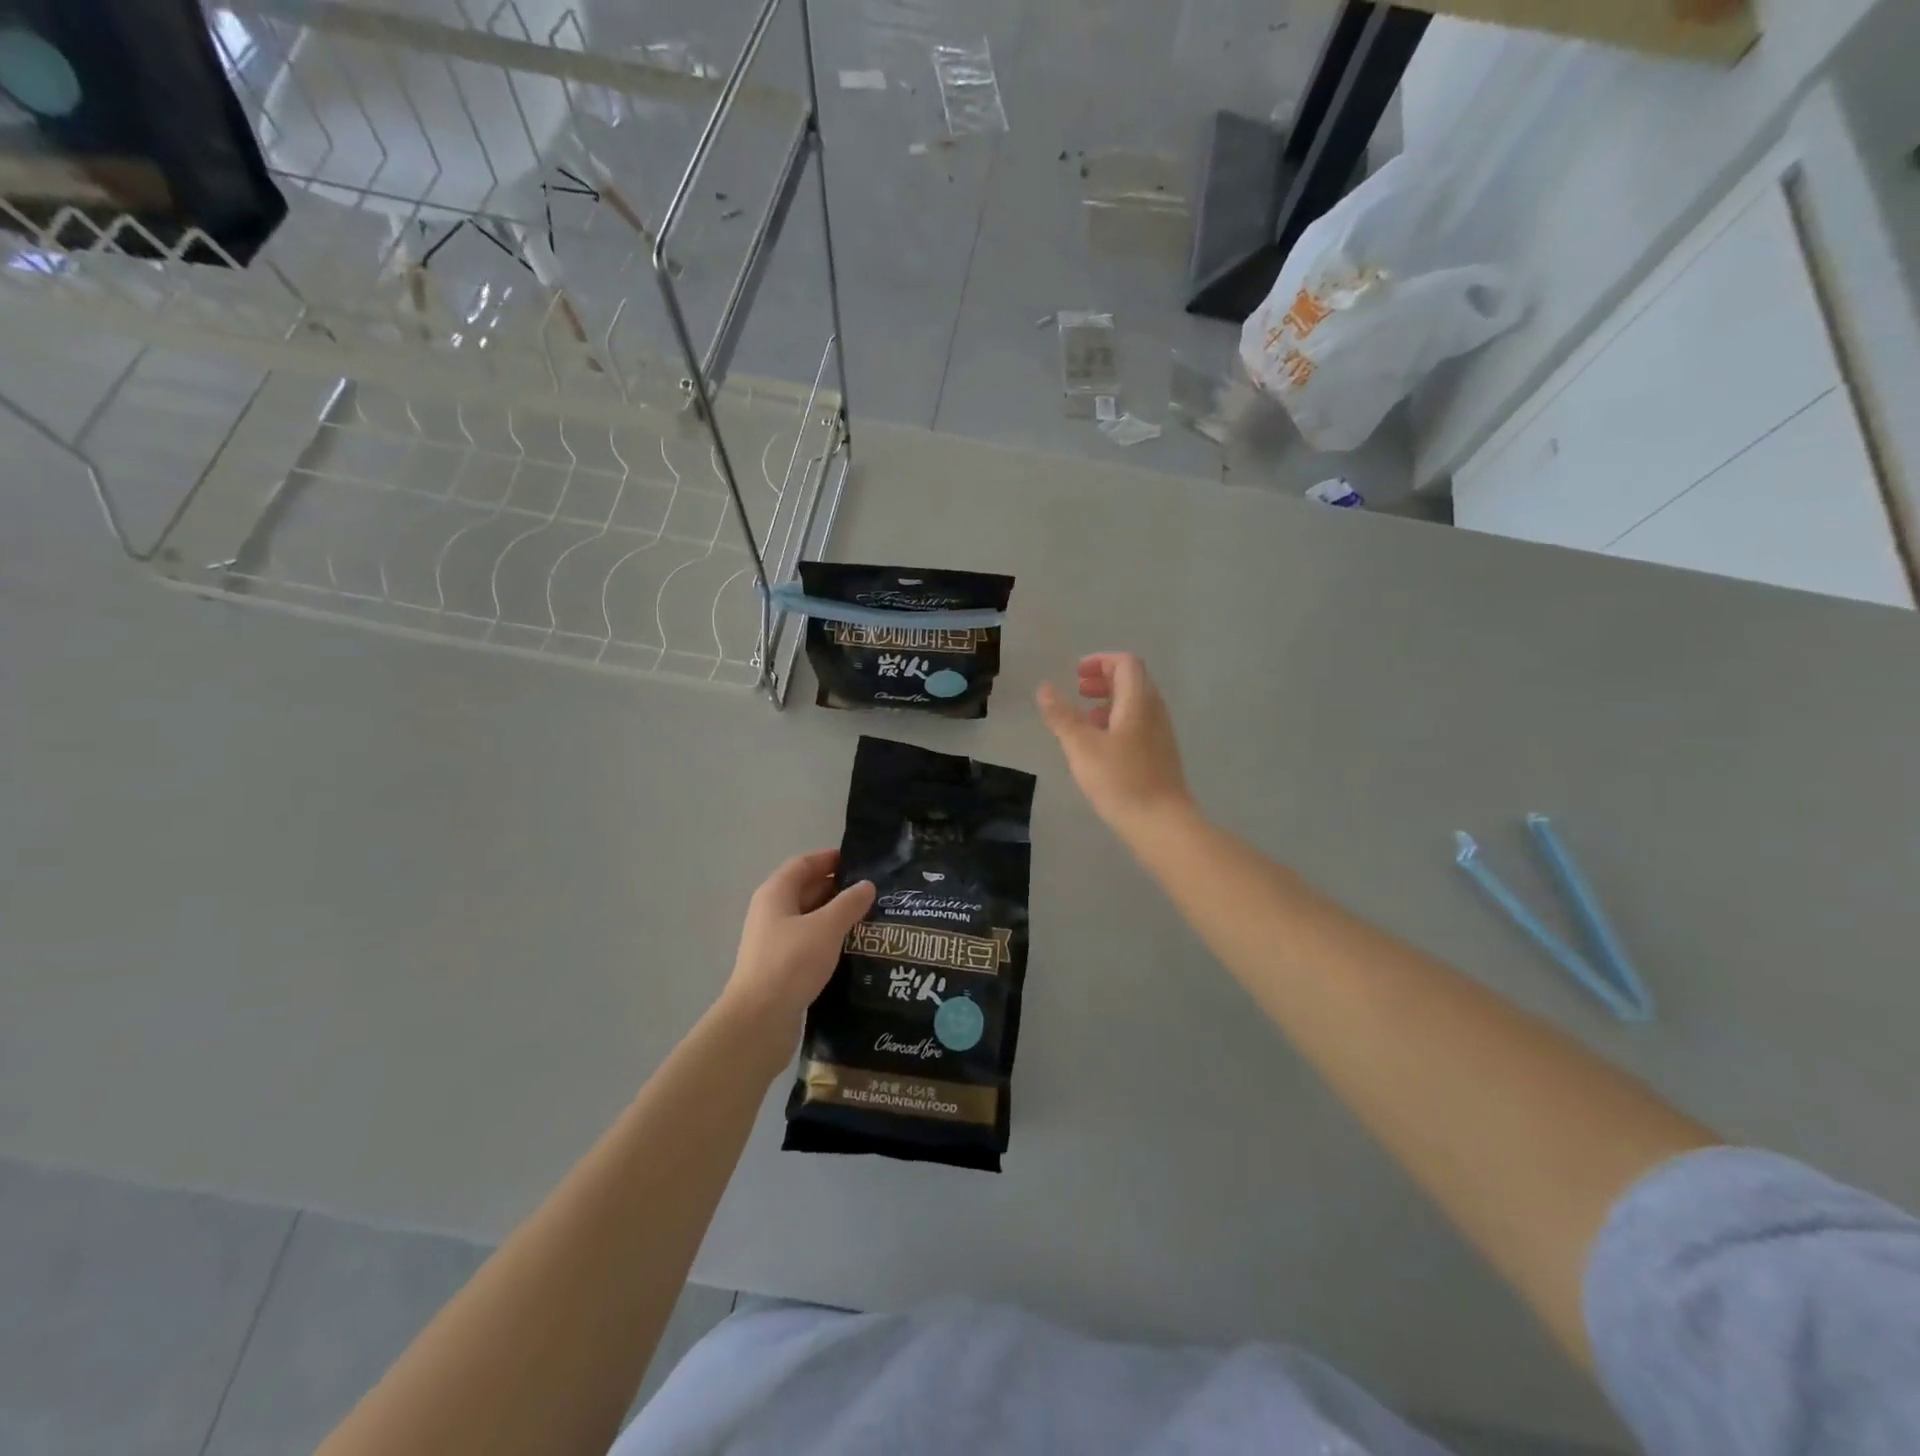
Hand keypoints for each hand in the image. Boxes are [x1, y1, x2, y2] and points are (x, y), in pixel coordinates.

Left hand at [718, 850, 874, 1054]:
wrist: (759, 1021)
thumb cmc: (791, 963)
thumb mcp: (826, 927)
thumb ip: (849, 903)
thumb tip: (866, 885)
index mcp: (776, 894)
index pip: (804, 864)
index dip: (830, 859)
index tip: (861, 861)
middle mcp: (772, 913)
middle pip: (807, 890)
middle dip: (838, 889)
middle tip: (875, 892)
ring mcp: (775, 942)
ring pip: (811, 920)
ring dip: (837, 917)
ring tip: (872, 918)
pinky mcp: (783, 968)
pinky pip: (810, 944)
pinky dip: (831, 941)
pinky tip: (855, 948)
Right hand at [1038, 653, 1193, 841]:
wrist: (1161, 823)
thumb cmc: (1120, 780)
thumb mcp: (1081, 746)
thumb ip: (1062, 716)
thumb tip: (1045, 688)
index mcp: (1138, 701)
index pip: (1126, 663)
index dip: (1100, 661)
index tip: (1076, 674)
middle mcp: (1154, 711)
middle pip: (1132, 681)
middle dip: (1103, 680)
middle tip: (1078, 690)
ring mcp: (1160, 734)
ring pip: (1135, 704)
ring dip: (1109, 702)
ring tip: (1084, 719)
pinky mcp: (1160, 755)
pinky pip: (1138, 724)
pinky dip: (1117, 722)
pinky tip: (1100, 746)